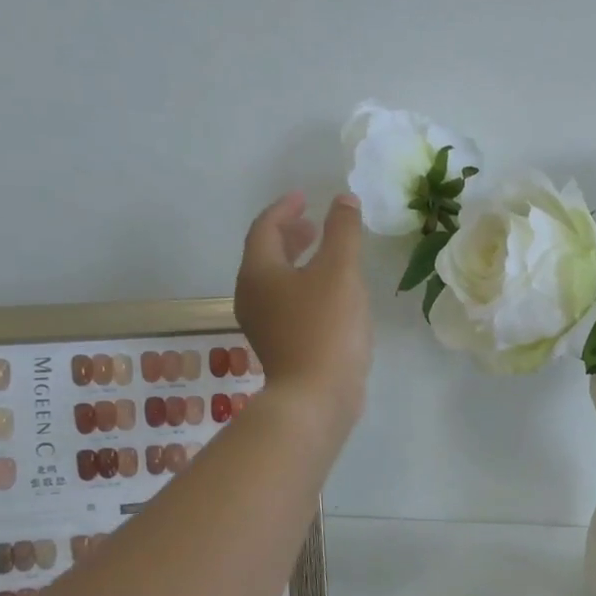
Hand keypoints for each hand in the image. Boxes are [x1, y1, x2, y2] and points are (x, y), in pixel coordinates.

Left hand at [235, 191, 371, 438]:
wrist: (316, 397)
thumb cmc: (326, 328)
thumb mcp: (340, 271)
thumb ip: (343, 231)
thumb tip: (343, 201)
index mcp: (259, 273)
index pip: (265, 229)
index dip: (285, 209)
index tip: (305, 198)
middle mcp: (252, 296)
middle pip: (266, 256)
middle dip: (290, 236)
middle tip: (314, 224)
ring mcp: (264, 325)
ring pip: (277, 282)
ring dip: (298, 263)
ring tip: (325, 257)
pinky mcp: (280, 347)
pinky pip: (288, 304)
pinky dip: (304, 288)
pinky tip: (330, 296)